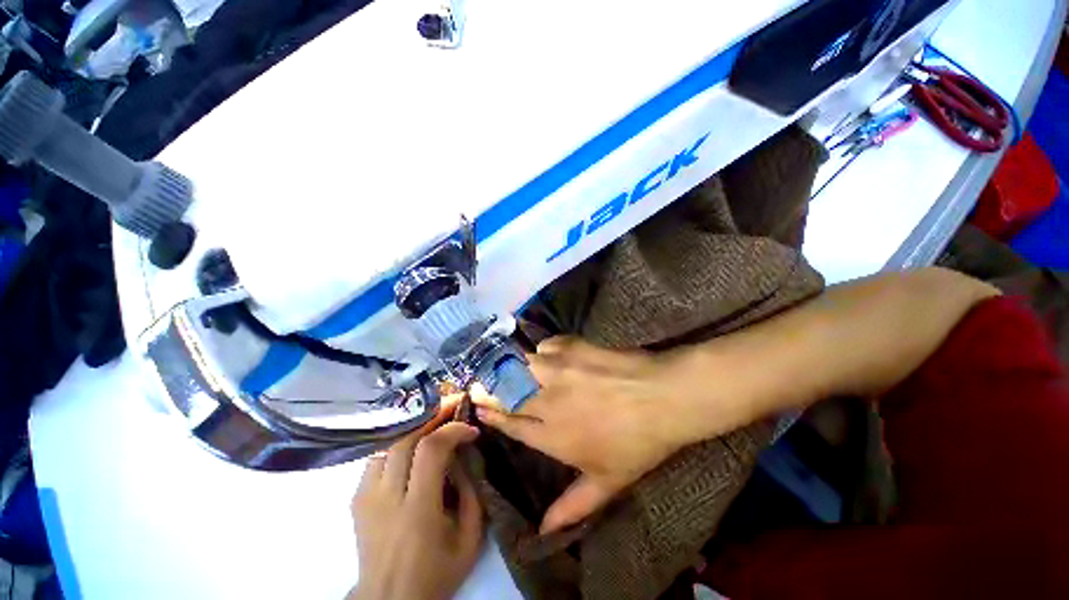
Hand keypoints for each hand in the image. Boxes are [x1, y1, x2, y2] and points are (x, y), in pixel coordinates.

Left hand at [350, 405, 482, 599]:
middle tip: (455, 404)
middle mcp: (386, 497)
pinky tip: (415, 440)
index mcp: (417, 511)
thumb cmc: (434, 573)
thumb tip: (464, 455)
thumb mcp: (469, 539)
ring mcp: (365, 495)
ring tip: (437, 416)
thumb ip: (471, 492)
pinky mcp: (357, 496)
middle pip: (406, 438)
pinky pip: (380, 454)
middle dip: (434, 414)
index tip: (471, 429)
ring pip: (390, 441)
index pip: (430, 450)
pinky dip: (401, 440)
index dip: (452, 430)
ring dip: (417, 424)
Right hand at [474, 337, 716, 534]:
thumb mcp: (607, 482)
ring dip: (509, 367)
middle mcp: (547, 400)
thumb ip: (573, 507)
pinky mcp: (572, 347)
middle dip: (487, 388)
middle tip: (478, 384)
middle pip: (506, 392)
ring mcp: (558, 369)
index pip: (510, 424)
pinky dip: (542, 351)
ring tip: (505, 367)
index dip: (491, 414)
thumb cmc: (637, 443)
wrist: (662, 397)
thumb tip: (544, 532)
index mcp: (552, 435)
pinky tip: (548, 355)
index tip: (476, 405)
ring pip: (519, 365)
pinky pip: (545, 346)